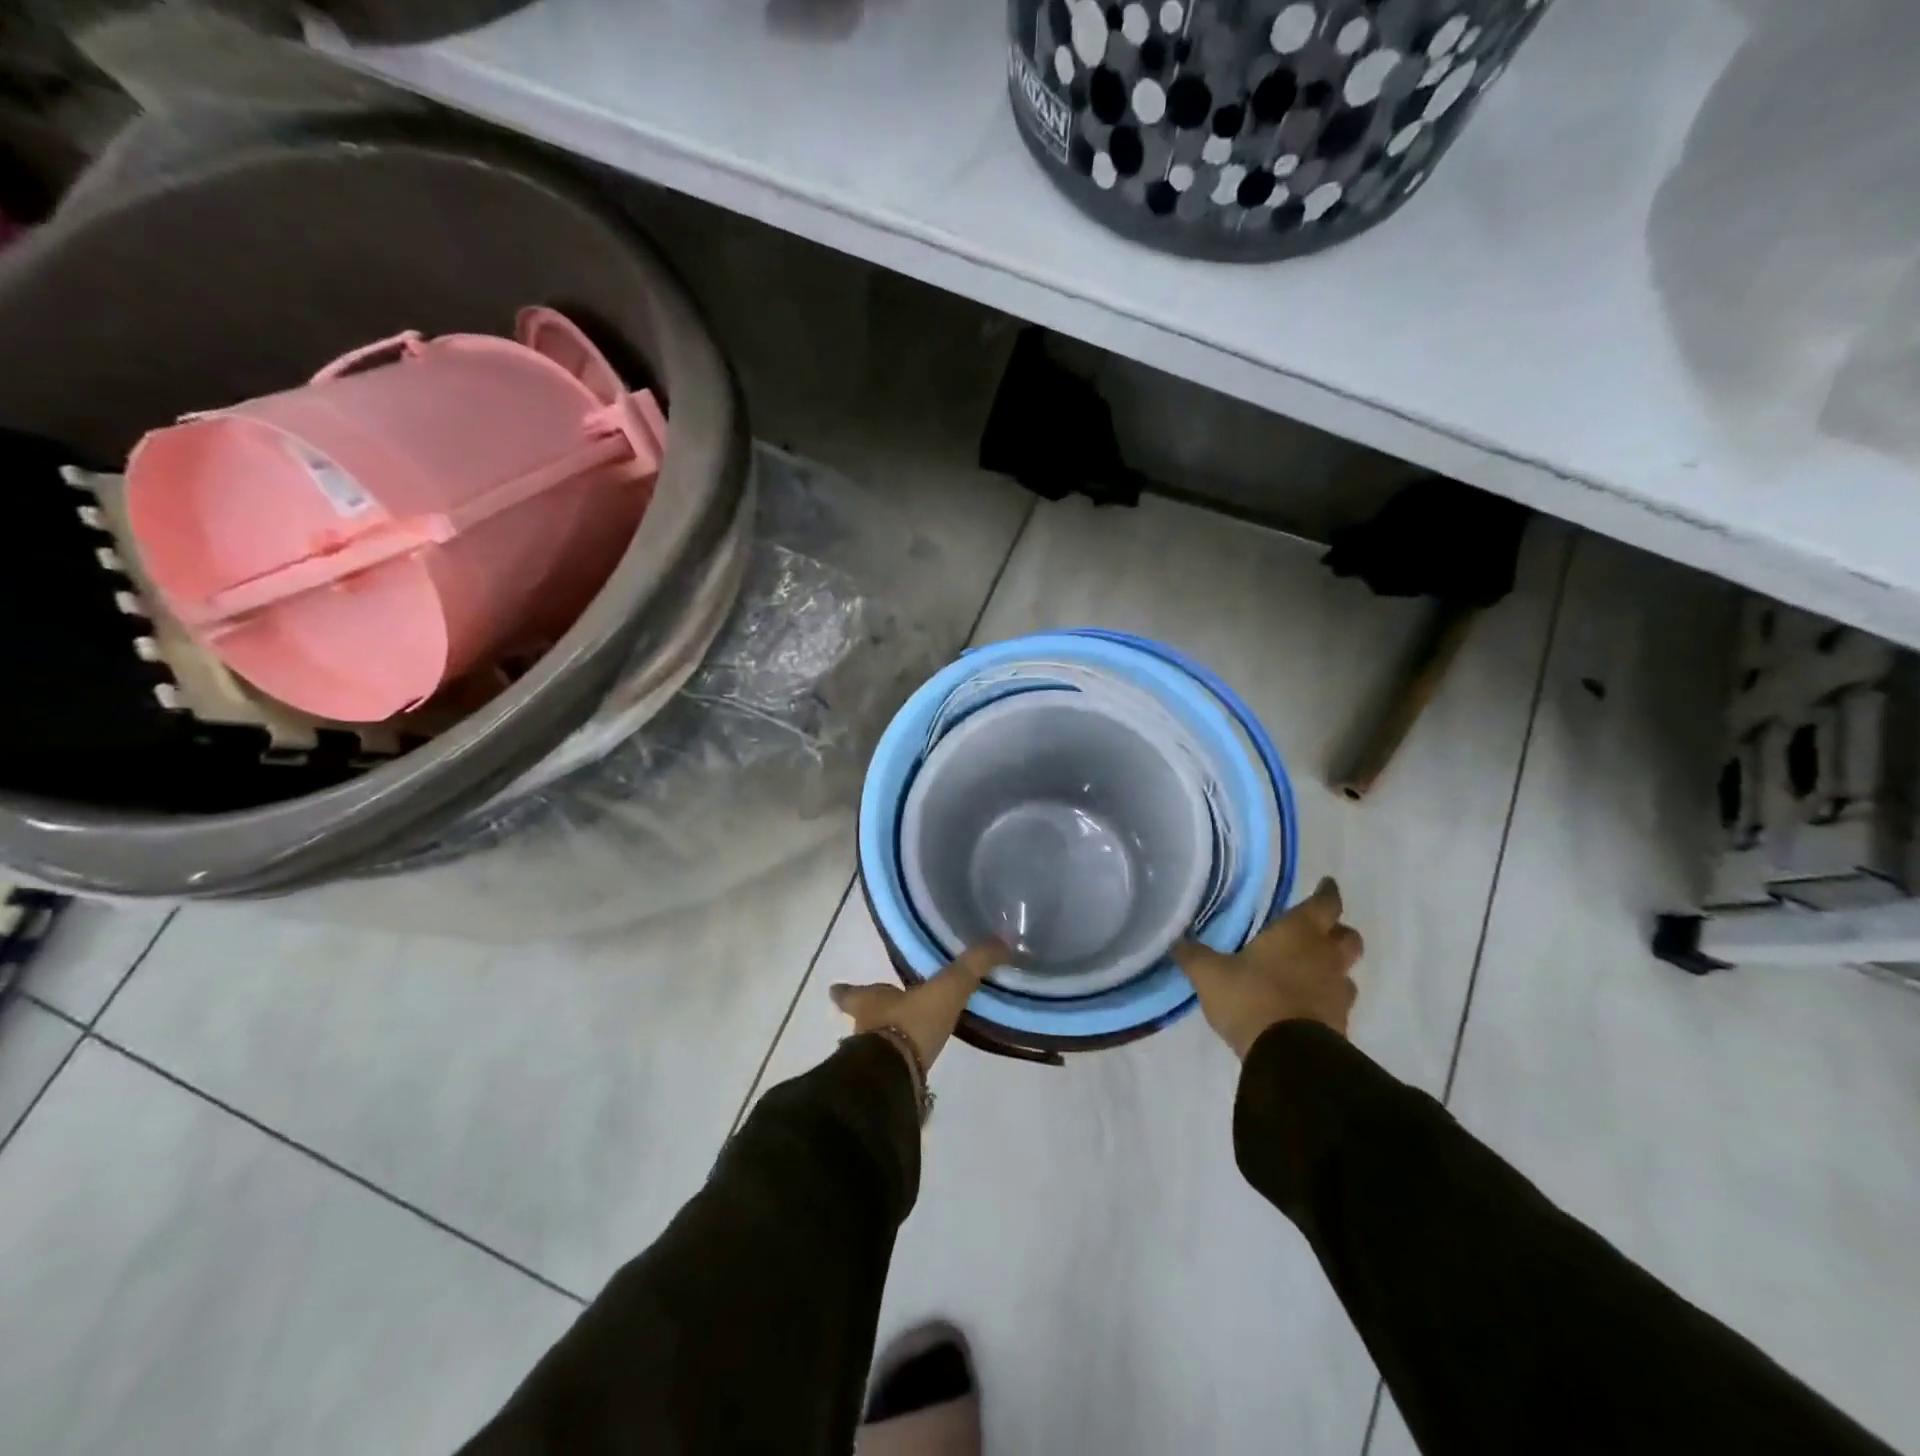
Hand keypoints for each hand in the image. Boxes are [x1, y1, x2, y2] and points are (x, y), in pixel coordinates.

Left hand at [830, 941, 1010, 1071]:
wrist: (894, 1078)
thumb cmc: (911, 1023)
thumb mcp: (948, 988)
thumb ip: (973, 965)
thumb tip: (1002, 940)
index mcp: (870, 1001)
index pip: (853, 992)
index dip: (846, 990)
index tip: (834, 989)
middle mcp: (864, 1029)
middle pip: (863, 1019)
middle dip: (872, 1016)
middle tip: (885, 1013)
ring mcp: (870, 1060)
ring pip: (874, 1046)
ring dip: (886, 1042)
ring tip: (902, 1041)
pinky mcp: (883, 1084)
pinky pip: (890, 1070)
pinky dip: (899, 1067)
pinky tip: (912, 1071)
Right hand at [1174, 877, 1363, 1058]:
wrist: (1287, 1057)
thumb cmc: (1250, 998)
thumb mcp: (1209, 974)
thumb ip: (1194, 955)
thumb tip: (1176, 941)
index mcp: (1298, 933)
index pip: (1325, 904)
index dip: (1327, 892)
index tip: (1326, 884)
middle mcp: (1325, 957)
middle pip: (1348, 937)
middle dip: (1338, 931)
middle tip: (1320, 932)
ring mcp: (1336, 993)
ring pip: (1347, 972)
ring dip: (1334, 969)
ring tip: (1311, 973)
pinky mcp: (1340, 1025)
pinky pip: (1338, 1004)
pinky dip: (1326, 1000)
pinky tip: (1306, 1006)